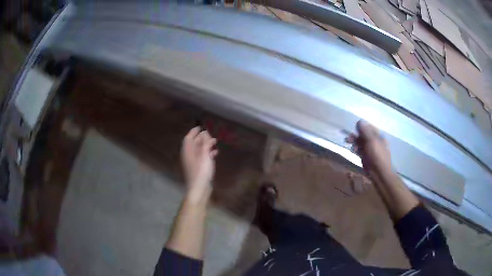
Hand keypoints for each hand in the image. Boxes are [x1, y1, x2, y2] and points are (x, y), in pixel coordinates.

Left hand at [181, 127, 217, 199]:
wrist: (199, 188)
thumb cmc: (201, 171)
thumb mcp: (204, 155)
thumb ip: (205, 143)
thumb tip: (205, 132)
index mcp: (188, 151)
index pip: (189, 137)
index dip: (194, 131)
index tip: (201, 126)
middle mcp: (189, 155)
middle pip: (194, 143)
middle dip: (202, 137)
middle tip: (211, 134)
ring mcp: (194, 162)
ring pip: (199, 150)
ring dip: (206, 145)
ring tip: (215, 142)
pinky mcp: (198, 168)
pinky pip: (202, 157)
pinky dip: (208, 153)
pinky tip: (215, 152)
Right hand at [346, 120, 392, 175]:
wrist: (379, 173)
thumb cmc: (377, 155)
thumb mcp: (371, 141)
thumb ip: (365, 131)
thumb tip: (359, 121)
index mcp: (379, 136)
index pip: (369, 128)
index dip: (361, 127)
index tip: (354, 128)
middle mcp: (375, 141)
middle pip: (364, 135)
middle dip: (356, 135)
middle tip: (348, 138)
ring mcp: (370, 149)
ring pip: (361, 143)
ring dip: (355, 142)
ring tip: (348, 143)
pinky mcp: (366, 156)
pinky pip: (360, 150)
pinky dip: (355, 149)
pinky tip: (352, 150)